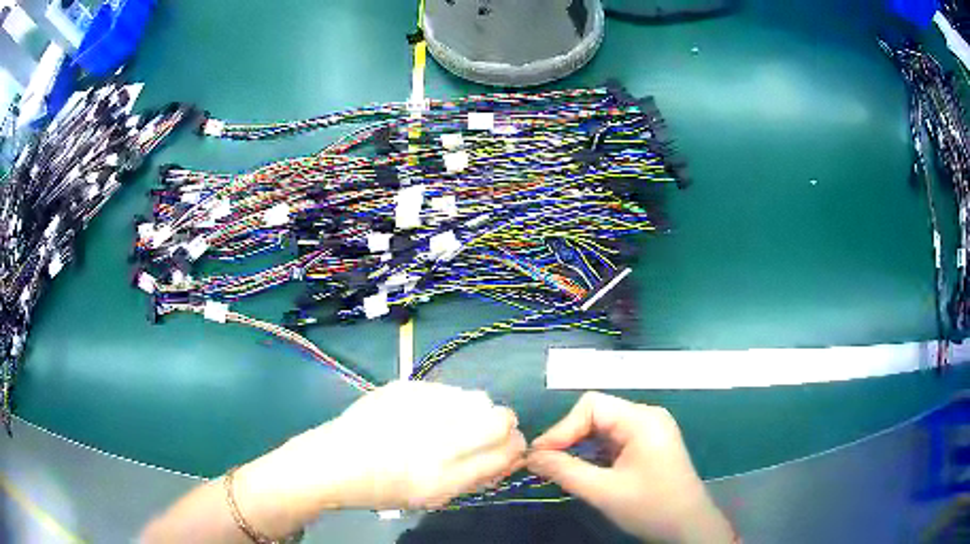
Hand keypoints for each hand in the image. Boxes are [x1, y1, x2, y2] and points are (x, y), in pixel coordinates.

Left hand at [251, 381, 525, 512]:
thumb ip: (478, 477)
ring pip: (477, 397)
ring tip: (449, 423)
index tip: (508, 449)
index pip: (509, 450)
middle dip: (503, 425)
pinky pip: (446, 390)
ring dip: (473, 412)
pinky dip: (446, 403)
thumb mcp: (435, 498)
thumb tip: (510, 455)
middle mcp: (439, 439)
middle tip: (482, 434)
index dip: (515, 448)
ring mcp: (421, 408)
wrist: (336, 462)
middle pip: (502, 417)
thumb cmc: (385, 489)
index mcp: (447, 475)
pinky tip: (423, 414)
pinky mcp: (405, 387)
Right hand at [527, 392, 734, 543]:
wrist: (688, 527)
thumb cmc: (651, 507)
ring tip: (558, 467)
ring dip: (580, 446)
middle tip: (544, 463)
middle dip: (569, 437)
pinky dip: (594, 453)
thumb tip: (531, 457)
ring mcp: (650, 431)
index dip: (562, 428)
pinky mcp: (649, 445)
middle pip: (597, 414)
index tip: (540, 455)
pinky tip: (581, 469)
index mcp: (642, 420)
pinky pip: (614, 440)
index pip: (592, 406)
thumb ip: (565, 471)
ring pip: (603, 428)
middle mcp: (647, 417)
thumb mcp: (604, 491)